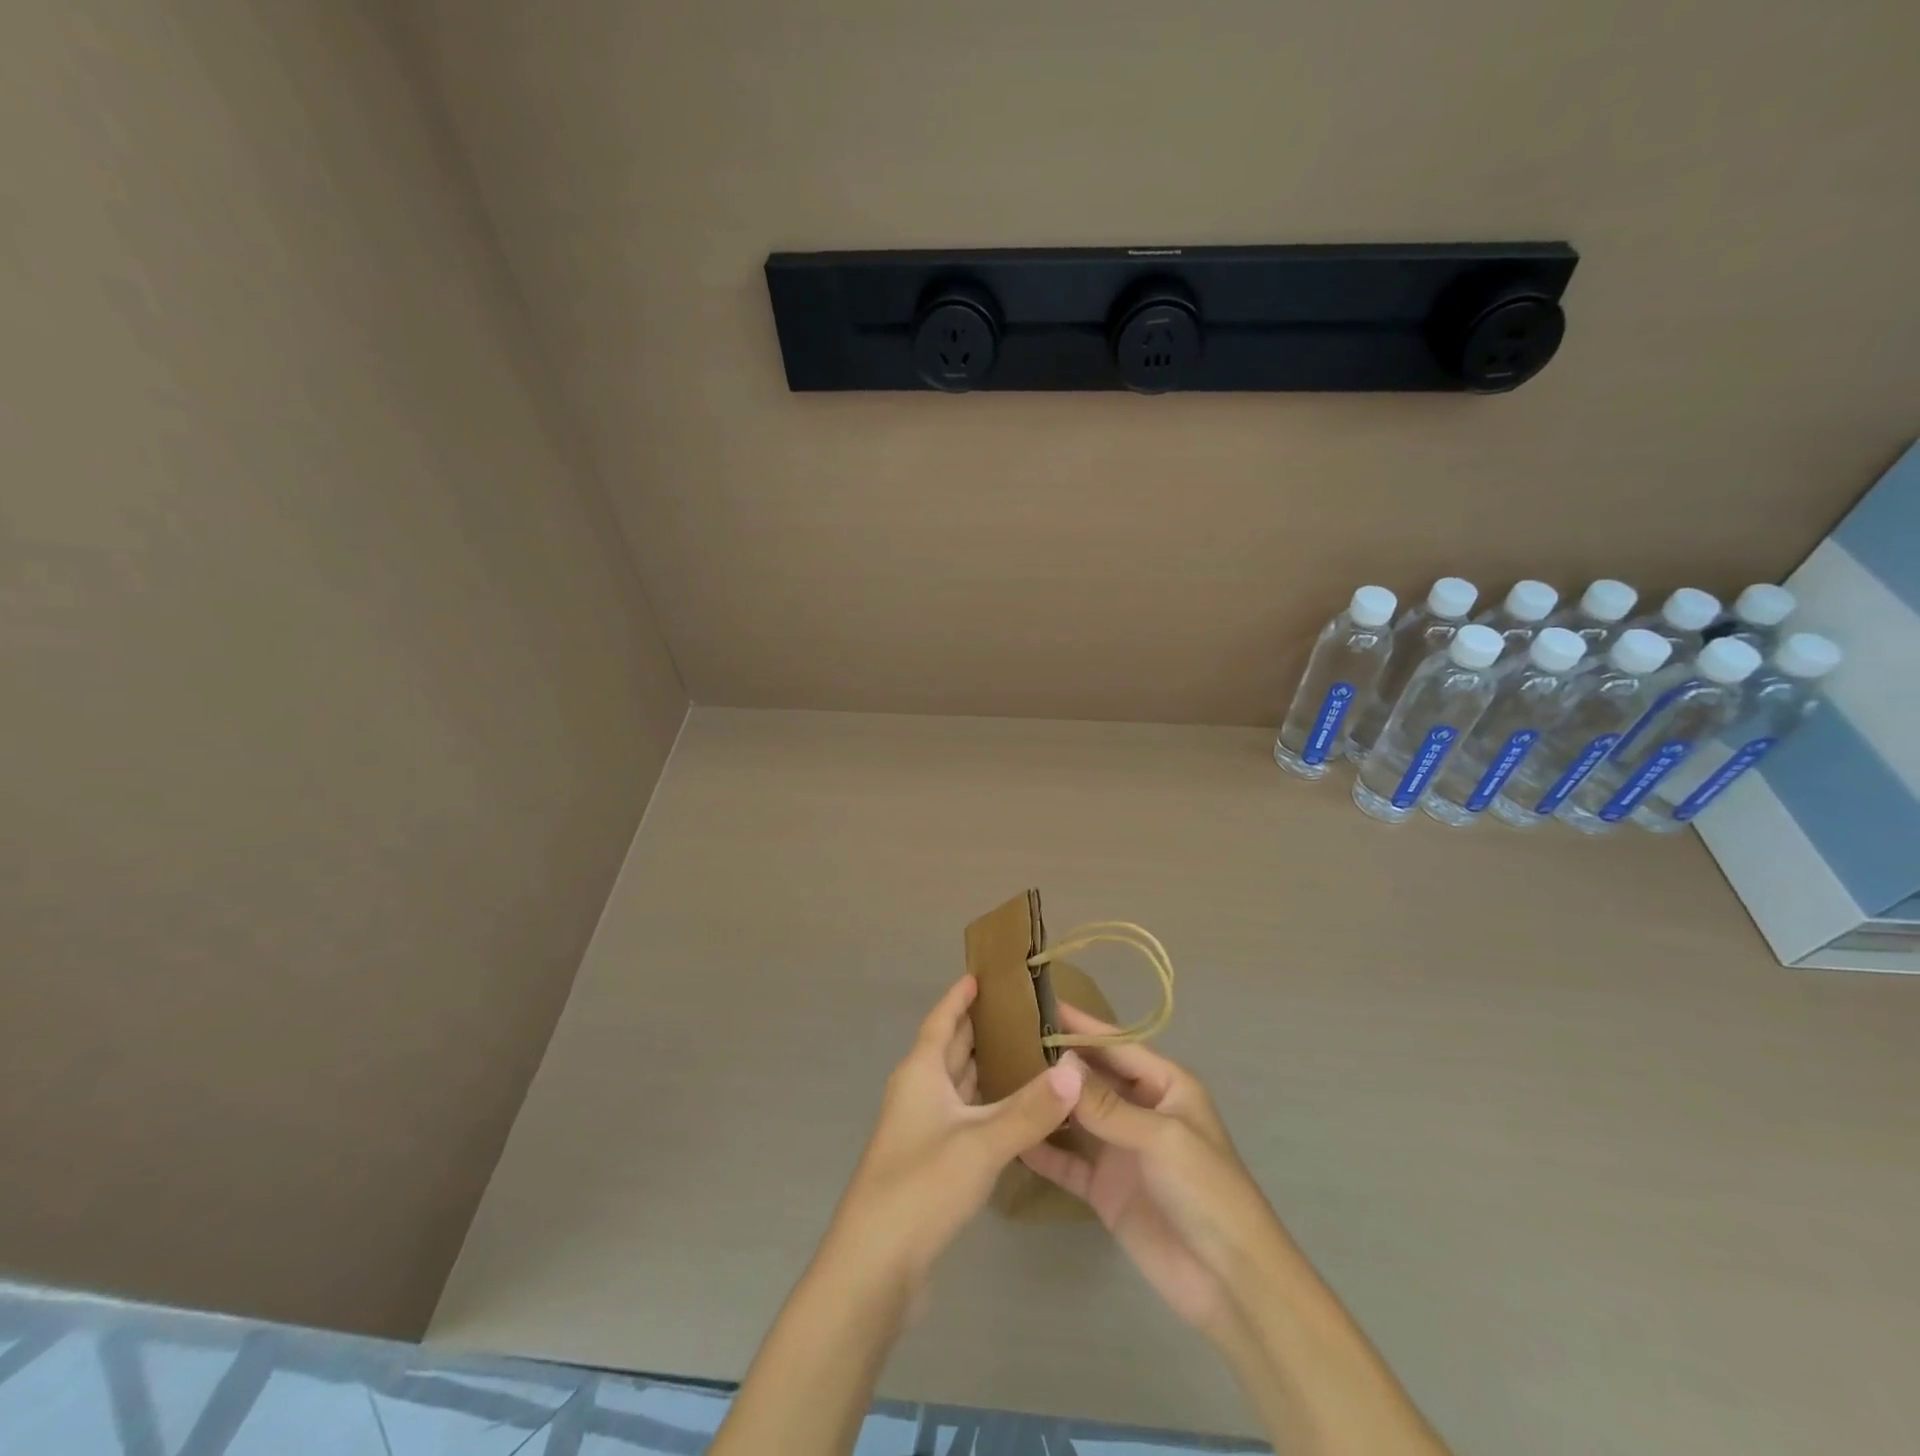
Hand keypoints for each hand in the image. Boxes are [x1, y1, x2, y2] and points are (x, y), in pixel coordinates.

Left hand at [827, 975, 1085, 1292]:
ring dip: (983, 1066)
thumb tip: (1074, 1071)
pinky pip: (961, 1115)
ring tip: (1024, 1051)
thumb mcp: (981, 1143)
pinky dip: (985, 1104)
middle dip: (978, 1027)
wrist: (874, 1266)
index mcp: (920, 1073)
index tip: (980, 975)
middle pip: (949, 1048)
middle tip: (1021, 1011)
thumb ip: (1030, 1109)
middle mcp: (918, 1092)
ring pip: (956, 1083)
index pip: (940, 1021)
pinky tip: (1012, 1110)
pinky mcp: (929, 1162)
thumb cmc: (921, 1186)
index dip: (958, 998)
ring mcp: (920, 1129)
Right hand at [1020, 1004, 1282, 1341]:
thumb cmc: (1207, 1191)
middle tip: (1005, 1038)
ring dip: (1047, 1101)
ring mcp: (1120, 1149)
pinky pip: (1067, 1160)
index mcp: (1166, 1086)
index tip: (1040, 1001)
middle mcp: (1140, 1109)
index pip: (1117, 1044)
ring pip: (1076, 1115)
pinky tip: (1012, 1135)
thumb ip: (1108, 1104)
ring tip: (999, 1078)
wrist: (1229, 1283)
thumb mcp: (1161, 1137)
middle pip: (1093, 1076)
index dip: (1082, 1025)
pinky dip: (1043, 1149)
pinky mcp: (1104, 1188)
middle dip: (1057, 1060)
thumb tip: (1060, 1066)